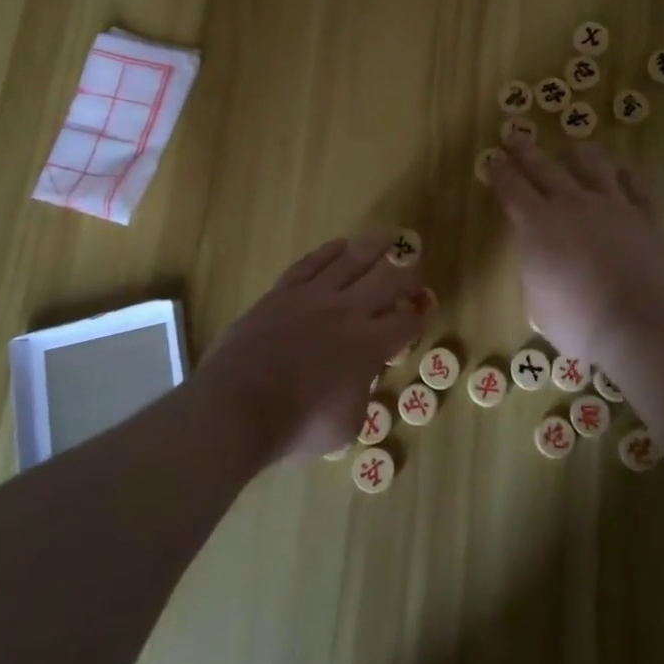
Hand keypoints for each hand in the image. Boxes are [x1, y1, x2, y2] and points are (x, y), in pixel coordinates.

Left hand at [198, 234, 431, 460]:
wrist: (238, 406)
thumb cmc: (297, 425)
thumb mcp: (347, 424)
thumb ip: (362, 394)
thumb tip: (360, 379)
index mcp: (370, 345)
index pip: (406, 322)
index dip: (420, 314)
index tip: (425, 308)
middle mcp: (348, 311)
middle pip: (388, 279)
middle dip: (407, 271)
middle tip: (415, 265)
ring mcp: (313, 296)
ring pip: (352, 260)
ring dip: (375, 247)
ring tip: (389, 237)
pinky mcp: (283, 292)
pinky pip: (311, 263)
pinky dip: (329, 251)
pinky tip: (340, 245)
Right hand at [486, 138, 663, 366]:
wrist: (637, 322)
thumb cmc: (576, 320)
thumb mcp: (537, 301)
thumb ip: (537, 271)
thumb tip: (543, 262)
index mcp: (537, 224)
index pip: (511, 189)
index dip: (499, 172)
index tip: (492, 159)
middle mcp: (572, 204)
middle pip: (545, 168)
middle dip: (527, 151)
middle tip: (517, 136)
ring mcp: (612, 206)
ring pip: (594, 166)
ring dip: (581, 154)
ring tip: (575, 146)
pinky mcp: (645, 217)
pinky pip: (637, 187)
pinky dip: (629, 177)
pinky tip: (625, 172)